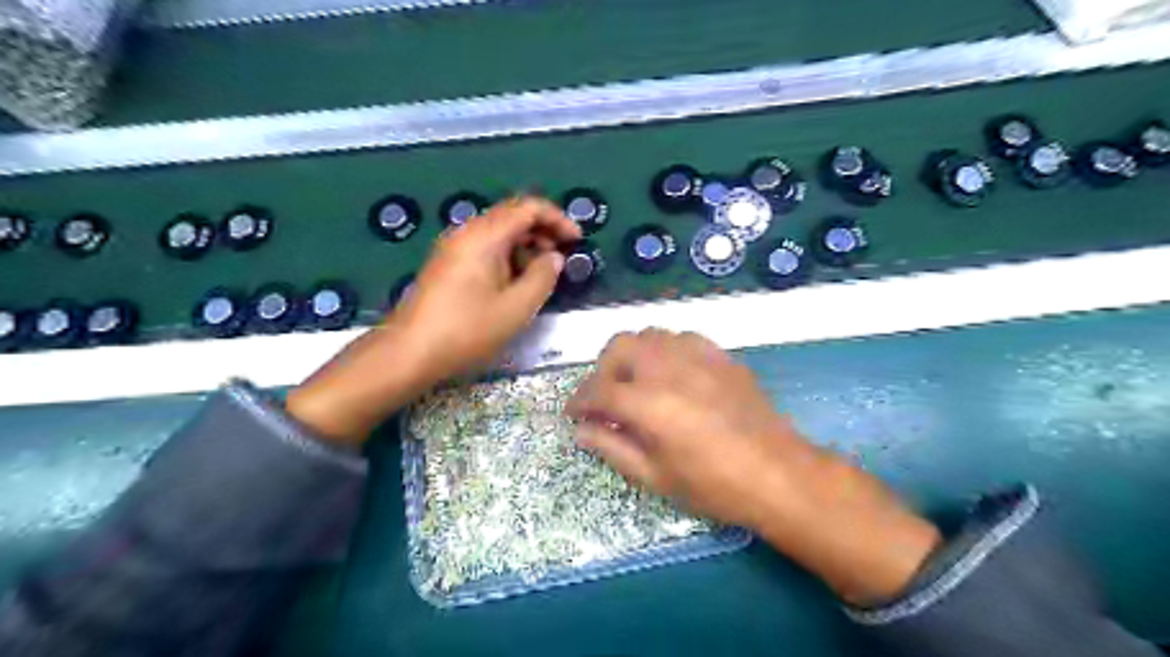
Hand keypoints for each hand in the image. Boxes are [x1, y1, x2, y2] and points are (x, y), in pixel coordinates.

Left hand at [391, 194, 583, 377]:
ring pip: (498, 232)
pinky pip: (484, 247)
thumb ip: (543, 277)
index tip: (577, 240)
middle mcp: (467, 232)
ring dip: (525, 245)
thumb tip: (554, 258)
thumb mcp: (516, 307)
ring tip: (542, 274)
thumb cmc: (467, 330)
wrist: (410, 351)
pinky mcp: (448, 263)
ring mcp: (454, 247)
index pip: (528, 207)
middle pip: (512, 215)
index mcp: (485, 235)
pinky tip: (515, 282)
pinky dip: (507, 256)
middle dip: (543, 231)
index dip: (557, 218)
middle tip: (563, 257)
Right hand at [568, 329, 937, 605]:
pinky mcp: (719, 355)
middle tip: (606, 398)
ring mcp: (696, 355)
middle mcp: (666, 368)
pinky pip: (680, 338)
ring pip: (649, 335)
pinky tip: (672, 374)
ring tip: (637, 383)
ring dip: (633, 356)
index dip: (579, 401)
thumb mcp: (654, 476)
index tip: (574, 414)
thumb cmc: (712, 484)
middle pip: (618, 346)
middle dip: (603, 370)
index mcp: (646, 402)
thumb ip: (612, 447)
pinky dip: (664, 350)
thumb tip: (581, 431)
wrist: (777, 474)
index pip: (597, 390)